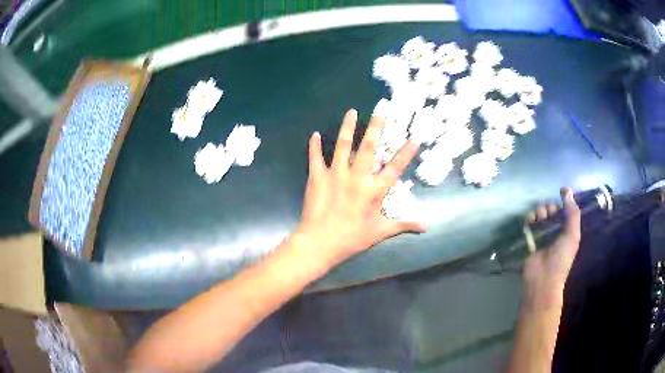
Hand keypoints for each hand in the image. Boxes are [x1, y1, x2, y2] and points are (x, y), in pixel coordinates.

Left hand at [294, 109, 424, 264]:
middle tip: (381, 109)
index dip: (406, 152)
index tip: (415, 137)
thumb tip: (426, 227)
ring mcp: (335, 174)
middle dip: (376, 126)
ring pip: (343, 145)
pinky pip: (316, 157)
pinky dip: (314, 146)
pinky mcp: (317, 177)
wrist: (320, 242)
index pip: (395, 167)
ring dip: (348, 127)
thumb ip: (403, 225)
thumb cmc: (352, 238)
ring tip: (352, 111)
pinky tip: (314, 134)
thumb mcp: (380, 232)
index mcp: (374, 190)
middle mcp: (357, 177)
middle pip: (369, 147)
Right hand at [522, 187, 581, 308]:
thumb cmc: (561, 258)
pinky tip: (529, 220)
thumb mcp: (572, 234)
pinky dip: (529, 218)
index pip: (566, 210)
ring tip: (538, 217)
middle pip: (552, 210)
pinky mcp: (529, 238)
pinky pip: (529, 222)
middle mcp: (555, 230)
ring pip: (540, 214)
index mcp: (567, 230)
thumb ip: (572, 212)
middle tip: (548, 213)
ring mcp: (542, 234)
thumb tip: (567, 189)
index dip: (563, 201)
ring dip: (539, 211)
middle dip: (550, 207)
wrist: (543, 279)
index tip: (560, 192)